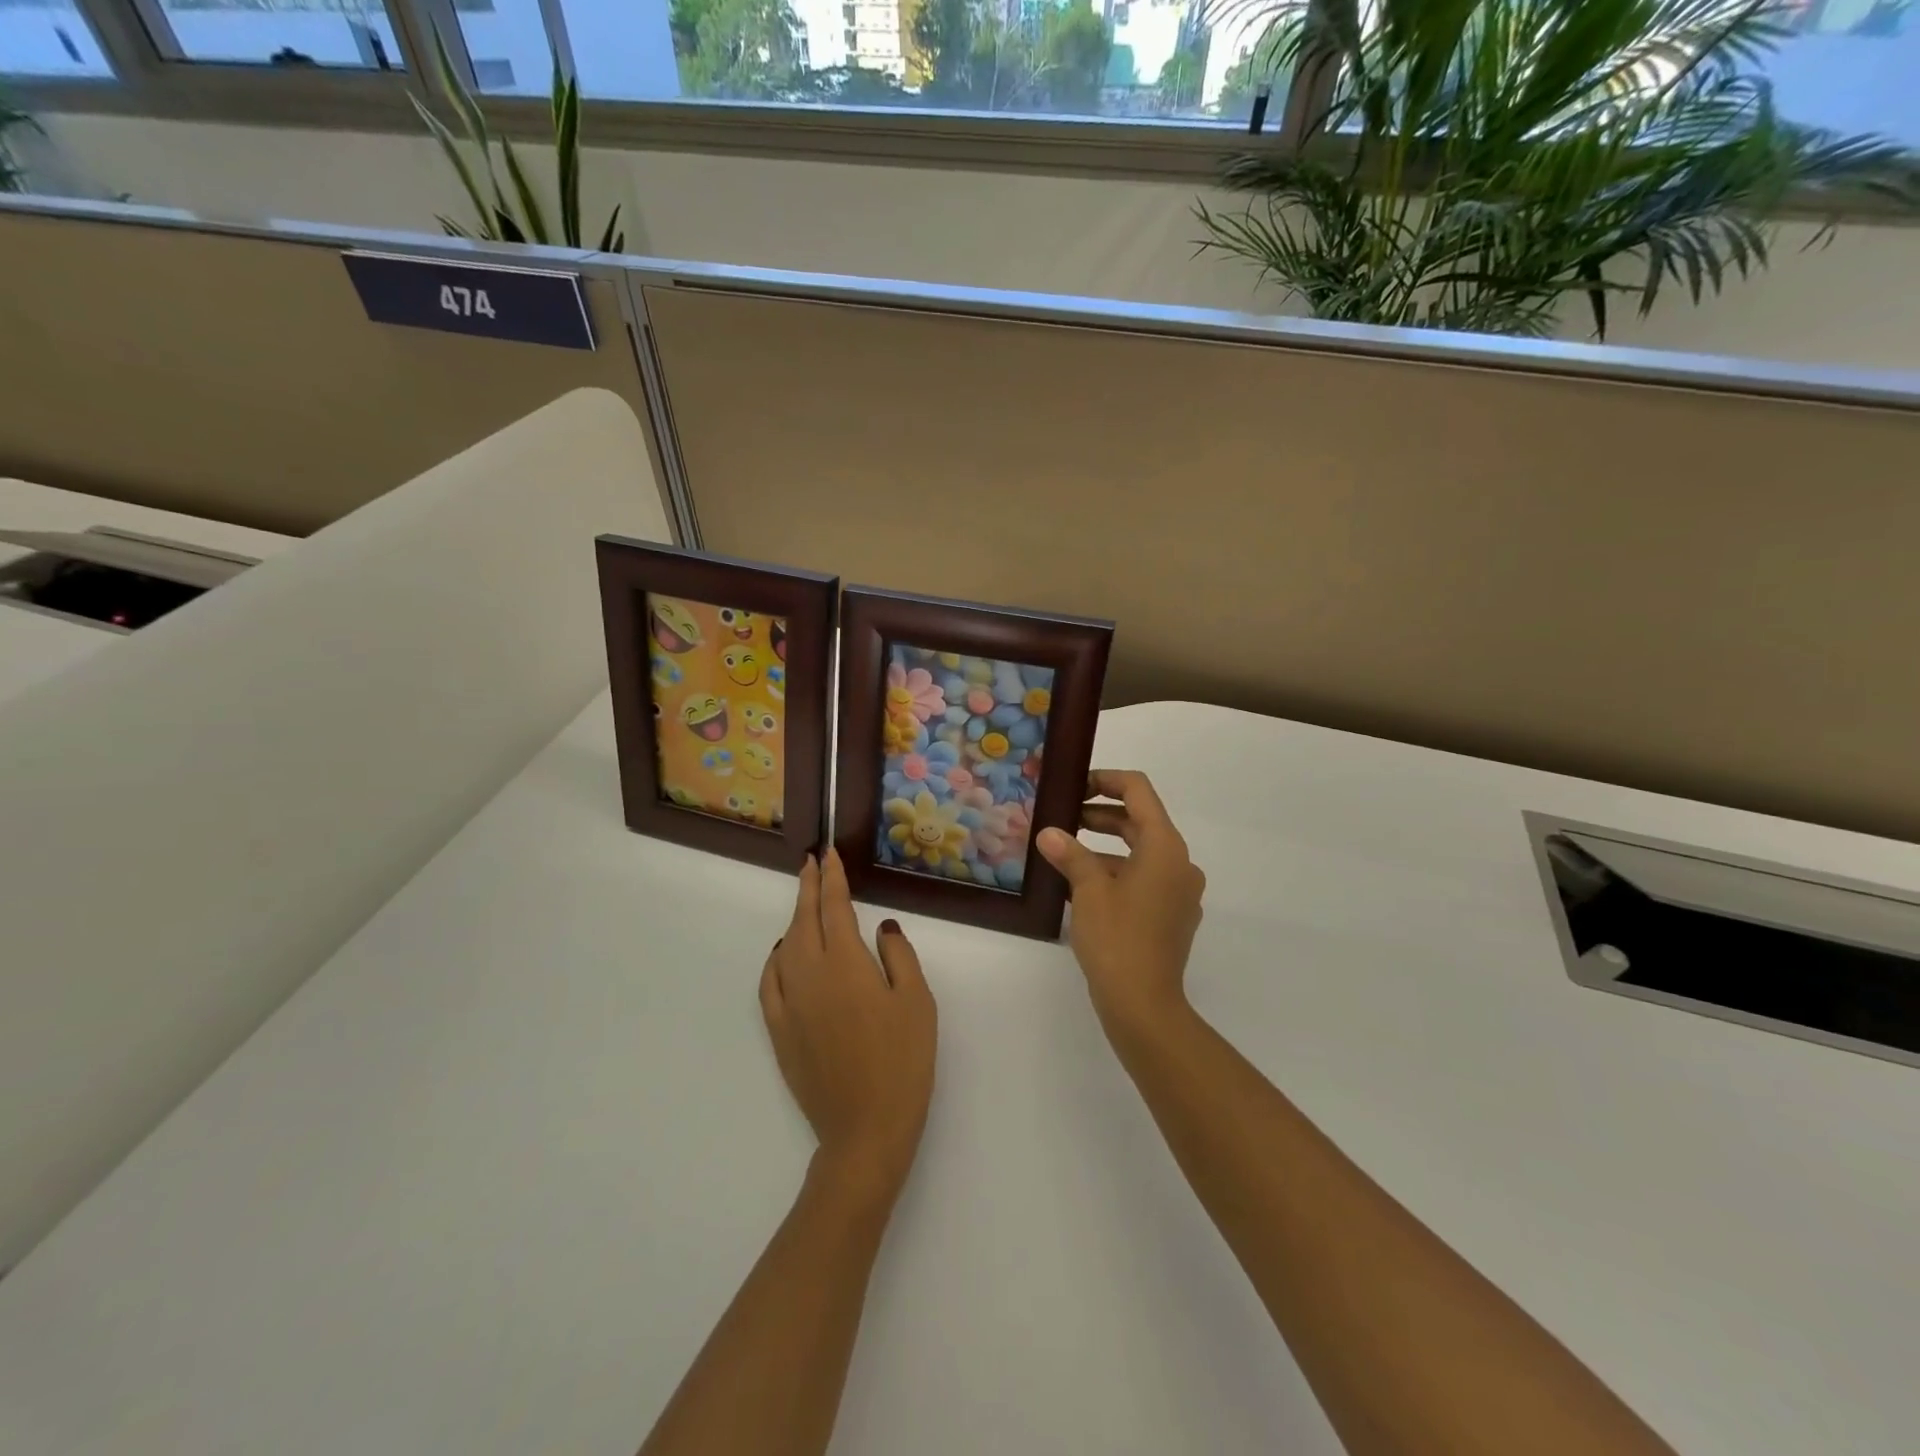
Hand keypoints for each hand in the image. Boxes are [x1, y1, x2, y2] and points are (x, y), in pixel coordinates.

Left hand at [760, 849, 936, 1209]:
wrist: (866, 1129)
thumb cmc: (903, 1061)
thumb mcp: (917, 1002)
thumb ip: (899, 955)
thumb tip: (881, 927)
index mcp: (846, 963)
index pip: (834, 906)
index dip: (831, 877)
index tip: (828, 854)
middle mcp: (810, 974)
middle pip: (804, 920)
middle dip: (808, 887)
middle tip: (811, 862)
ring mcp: (789, 1003)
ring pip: (785, 946)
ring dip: (794, 918)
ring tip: (805, 903)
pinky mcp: (779, 1030)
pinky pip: (769, 981)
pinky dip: (775, 958)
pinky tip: (783, 953)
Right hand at [1037, 770, 1205, 1041]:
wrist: (1144, 1005)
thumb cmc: (1117, 939)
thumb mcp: (1088, 890)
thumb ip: (1070, 854)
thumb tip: (1049, 833)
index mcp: (1165, 847)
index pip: (1138, 791)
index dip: (1105, 780)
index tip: (1074, 787)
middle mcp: (1180, 863)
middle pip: (1140, 822)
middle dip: (1100, 816)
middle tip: (1062, 819)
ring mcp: (1179, 892)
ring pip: (1140, 853)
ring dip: (1104, 848)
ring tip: (1064, 854)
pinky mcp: (1172, 916)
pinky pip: (1144, 880)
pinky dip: (1115, 874)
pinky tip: (1080, 887)